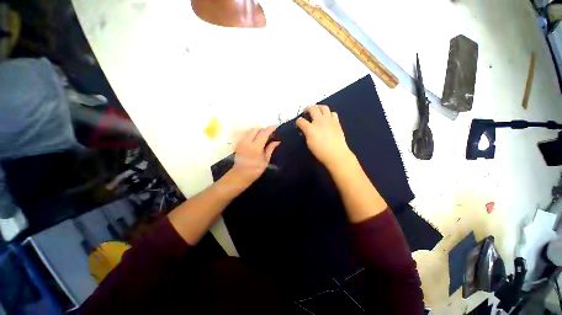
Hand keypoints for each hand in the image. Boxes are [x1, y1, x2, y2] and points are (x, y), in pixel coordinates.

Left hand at [228, 126, 280, 187]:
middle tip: (268, 133)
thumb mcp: (265, 160)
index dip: (270, 129)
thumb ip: (270, 148)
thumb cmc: (255, 169)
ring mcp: (241, 142)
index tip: (275, 127)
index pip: (263, 133)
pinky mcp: (238, 144)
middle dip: (263, 129)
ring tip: (263, 136)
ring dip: (257, 131)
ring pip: (250, 131)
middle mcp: (247, 142)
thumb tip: (277, 141)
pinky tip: (256, 139)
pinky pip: (246, 135)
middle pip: (255, 129)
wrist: (240, 175)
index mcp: (256, 147)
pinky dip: (252, 134)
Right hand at [296, 105, 354, 169]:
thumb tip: (306, 130)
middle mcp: (319, 121)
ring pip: (323, 107)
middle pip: (312, 108)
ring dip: (319, 107)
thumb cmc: (320, 152)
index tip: (298, 123)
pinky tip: (327, 117)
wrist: (336, 154)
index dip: (298, 121)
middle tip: (306, 111)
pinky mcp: (336, 122)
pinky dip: (329, 113)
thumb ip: (307, 134)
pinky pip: (333, 113)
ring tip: (317, 111)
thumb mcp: (309, 143)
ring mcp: (329, 120)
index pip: (301, 121)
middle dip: (307, 109)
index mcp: (310, 129)